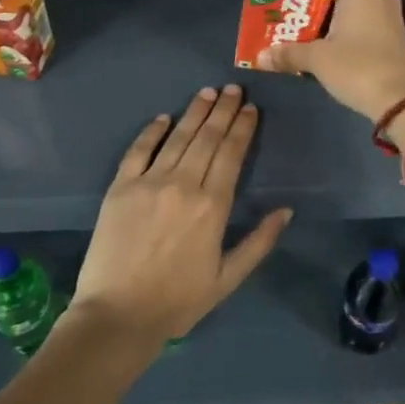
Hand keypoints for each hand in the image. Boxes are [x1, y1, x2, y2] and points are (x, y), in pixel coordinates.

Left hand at [68, 85, 291, 348]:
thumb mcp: (228, 278)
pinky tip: (164, 117)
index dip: (242, 127)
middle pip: (208, 137)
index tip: (250, 107)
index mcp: (213, 205)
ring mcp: (149, 182)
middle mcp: (184, 184)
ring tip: (207, 92)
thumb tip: (287, 210)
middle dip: (223, 109)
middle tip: (233, 87)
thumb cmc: (178, 301)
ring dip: (195, 111)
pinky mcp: (120, 187)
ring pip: (178, 137)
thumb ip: (259, 242)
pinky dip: (153, 131)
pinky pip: (139, 150)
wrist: (117, 316)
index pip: (232, 153)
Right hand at [257, 0, 404, 119]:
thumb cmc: (358, 67)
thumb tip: (261, 56)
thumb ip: (289, 53)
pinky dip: (343, 28)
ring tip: (299, 21)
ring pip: (353, 6)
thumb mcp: (318, 59)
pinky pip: (363, 22)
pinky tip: (322, 40)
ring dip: (329, 14)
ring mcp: (389, 16)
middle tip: (287, 0)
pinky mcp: (392, 37)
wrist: (402, 102)